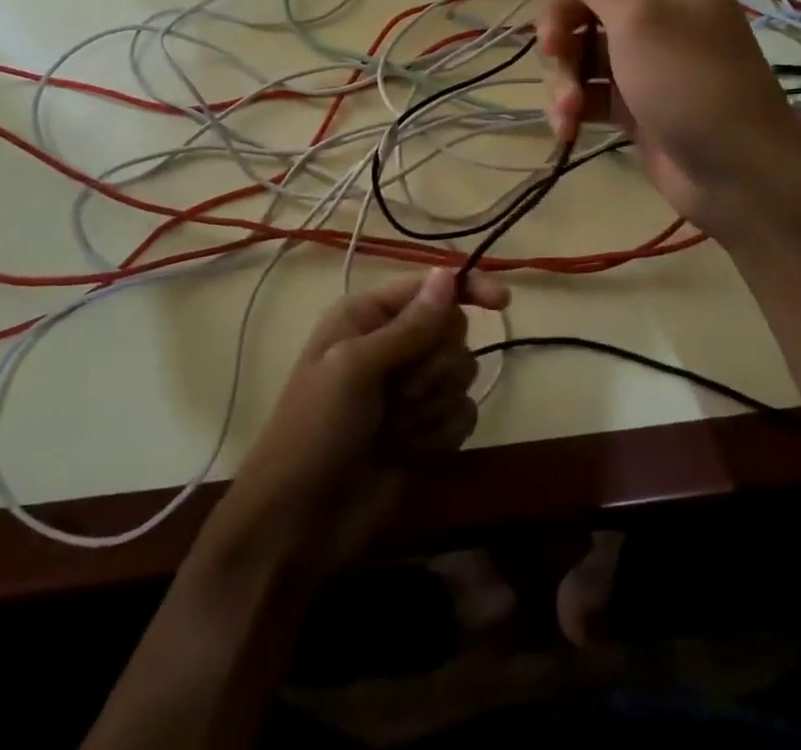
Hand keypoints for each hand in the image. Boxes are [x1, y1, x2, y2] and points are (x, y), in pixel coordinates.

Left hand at [221, 268, 507, 567]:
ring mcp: (412, 389)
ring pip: (462, 373)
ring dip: (432, 405)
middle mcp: (394, 343)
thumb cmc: (314, 432)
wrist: (298, 525)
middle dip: (434, 366)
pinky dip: (440, 433)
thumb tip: (449, 274)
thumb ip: (410, 325)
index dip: (468, 288)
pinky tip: (410, 452)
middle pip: (454, 330)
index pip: (432, 286)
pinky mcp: (427, 429)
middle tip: (398, 393)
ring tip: (395, 428)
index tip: (502, 302)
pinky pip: (464, 414)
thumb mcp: (355, 369)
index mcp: (369, 316)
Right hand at [529, 0, 800, 235]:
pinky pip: (591, 89)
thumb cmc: (689, 80)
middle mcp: (659, 9)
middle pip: (585, 5)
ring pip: (581, 51)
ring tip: (567, 110)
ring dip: (565, 78)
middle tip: (551, 52)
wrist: (737, 172)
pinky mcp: (635, 99)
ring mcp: (646, 57)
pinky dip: (575, 104)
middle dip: (562, 33)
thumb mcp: (638, 21)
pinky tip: (567, 128)